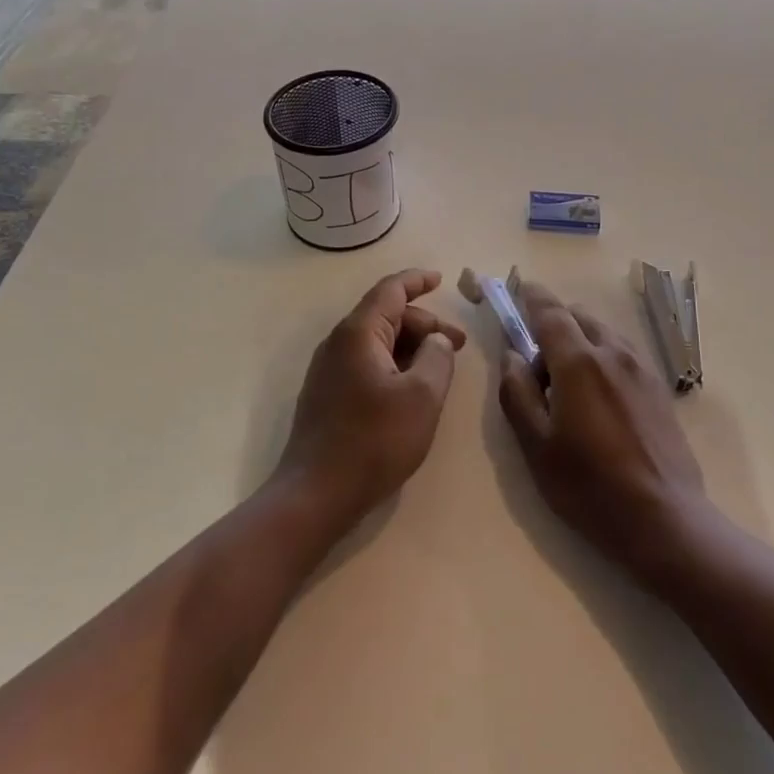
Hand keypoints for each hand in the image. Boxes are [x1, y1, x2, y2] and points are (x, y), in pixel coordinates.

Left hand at [277, 269, 466, 525]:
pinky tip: (412, 390)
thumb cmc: (374, 441)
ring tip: (441, 370)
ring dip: (411, 347)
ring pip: (377, 342)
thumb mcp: (422, 397)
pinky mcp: (328, 395)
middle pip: (386, 316)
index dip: (417, 281)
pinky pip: (367, 364)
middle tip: (458, 346)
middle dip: (424, 324)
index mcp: (358, 333)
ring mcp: (329, 370)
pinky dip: (394, 365)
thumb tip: (437, 341)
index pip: (390, 290)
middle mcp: (338, 343)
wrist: (315, 494)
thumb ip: (438, 357)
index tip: (441, 279)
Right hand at [497, 280, 708, 588]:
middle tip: (537, 358)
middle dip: (555, 322)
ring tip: (568, 382)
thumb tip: (511, 355)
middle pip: (579, 317)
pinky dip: (603, 355)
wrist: (665, 520)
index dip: (532, 296)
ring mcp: (641, 369)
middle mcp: (613, 353)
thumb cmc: (589, 486)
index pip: (550, 311)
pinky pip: (623, 353)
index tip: (519, 289)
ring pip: (604, 333)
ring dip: (581, 339)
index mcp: (578, 361)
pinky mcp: (659, 388)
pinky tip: (598, 395)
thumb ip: (516, 392)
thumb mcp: (536, 446)